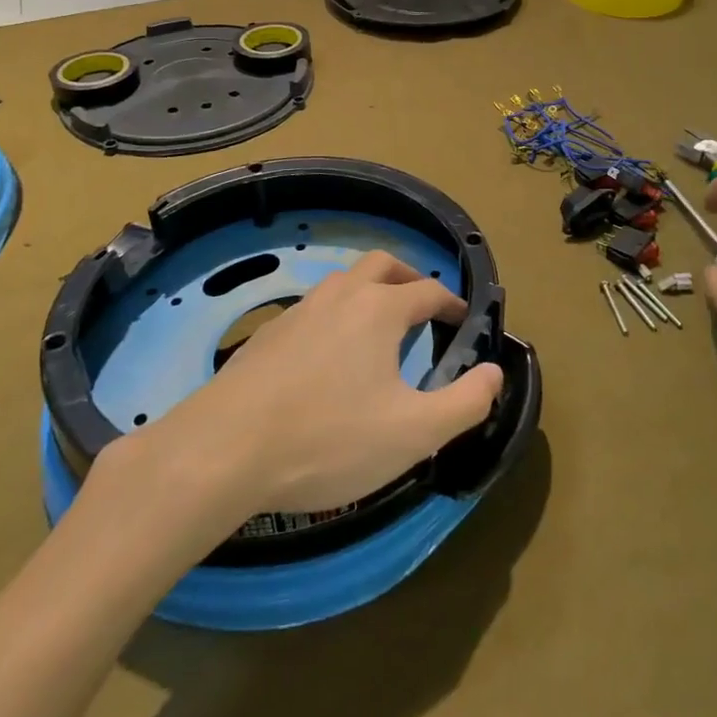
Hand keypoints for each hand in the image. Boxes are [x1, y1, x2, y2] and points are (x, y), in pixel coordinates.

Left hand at [124, 251, 503, 516]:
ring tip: (378, 332)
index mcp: (379, 309)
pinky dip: (334, 317)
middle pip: (381, 265)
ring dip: (368, 293)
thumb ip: (465, 403)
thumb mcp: (413, 434)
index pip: (428, 291)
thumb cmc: (327, 440)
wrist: (221, 451)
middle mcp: (340, 296)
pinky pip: (313, 309)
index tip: (462, 322)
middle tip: (422, 308)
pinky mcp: (267, 334)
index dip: (452, 304)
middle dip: (408, 278)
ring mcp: (298, 311)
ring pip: (343, 283)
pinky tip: (327, 359)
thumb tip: (495, 372)